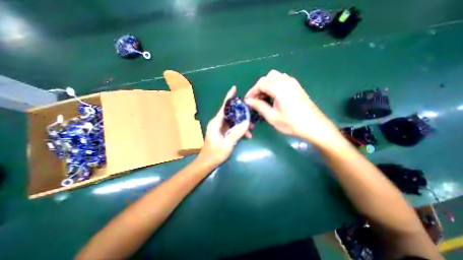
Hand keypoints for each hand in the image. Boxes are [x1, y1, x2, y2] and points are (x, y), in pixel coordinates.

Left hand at [196, 87, 251, 165]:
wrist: (207, 162)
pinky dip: (239, 129)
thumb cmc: (215, 153)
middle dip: (241, 113)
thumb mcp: (227, 143)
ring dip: (242, 123)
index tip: (234, 89)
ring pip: (233, 120)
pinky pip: (233, 127)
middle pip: (230, 113)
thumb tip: (247, 122)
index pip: (224, 107)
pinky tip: (247, 135)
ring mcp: (220, 127)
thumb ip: (237, 132)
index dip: (229, 98)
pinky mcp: (223, 132)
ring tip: (251, 129)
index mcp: (216, 123)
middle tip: (251, 115)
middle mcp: (217, 123)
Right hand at [244, 70, 341, 146]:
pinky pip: (281, 80)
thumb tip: (248, 101)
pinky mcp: (296, 86)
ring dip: (266, 86)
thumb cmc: (292, 123)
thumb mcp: (272, 116)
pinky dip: (273, 85)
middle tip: (254, 100)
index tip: (247, 101)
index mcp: (279, 87)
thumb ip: (259, 106)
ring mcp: (292, 82)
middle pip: (266, 78)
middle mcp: (286, 80)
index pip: (260, 84)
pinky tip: (273, 96)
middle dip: (258, 88)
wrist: (314, 126)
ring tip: (263, 98)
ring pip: (274, 77)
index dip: (251, 92)